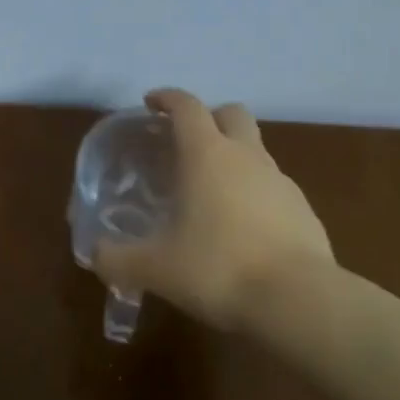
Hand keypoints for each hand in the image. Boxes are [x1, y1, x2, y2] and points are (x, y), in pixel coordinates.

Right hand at [93, 89, 333, 333]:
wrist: (299, 301)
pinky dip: (255, 193)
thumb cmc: (218, 269)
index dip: (167, 98)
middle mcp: (247, 156)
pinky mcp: (304, 210)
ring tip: (210, 194)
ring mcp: (281, 181)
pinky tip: (242, 229)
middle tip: (186, 142)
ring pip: (256, 150)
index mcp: (207, 155)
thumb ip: (117, 259)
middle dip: (209, 117)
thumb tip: (95, 254)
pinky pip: (273, 187)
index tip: (151, 103)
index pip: (187, 107)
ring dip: (233, 157)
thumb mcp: (155, 268)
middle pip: (232, 113)